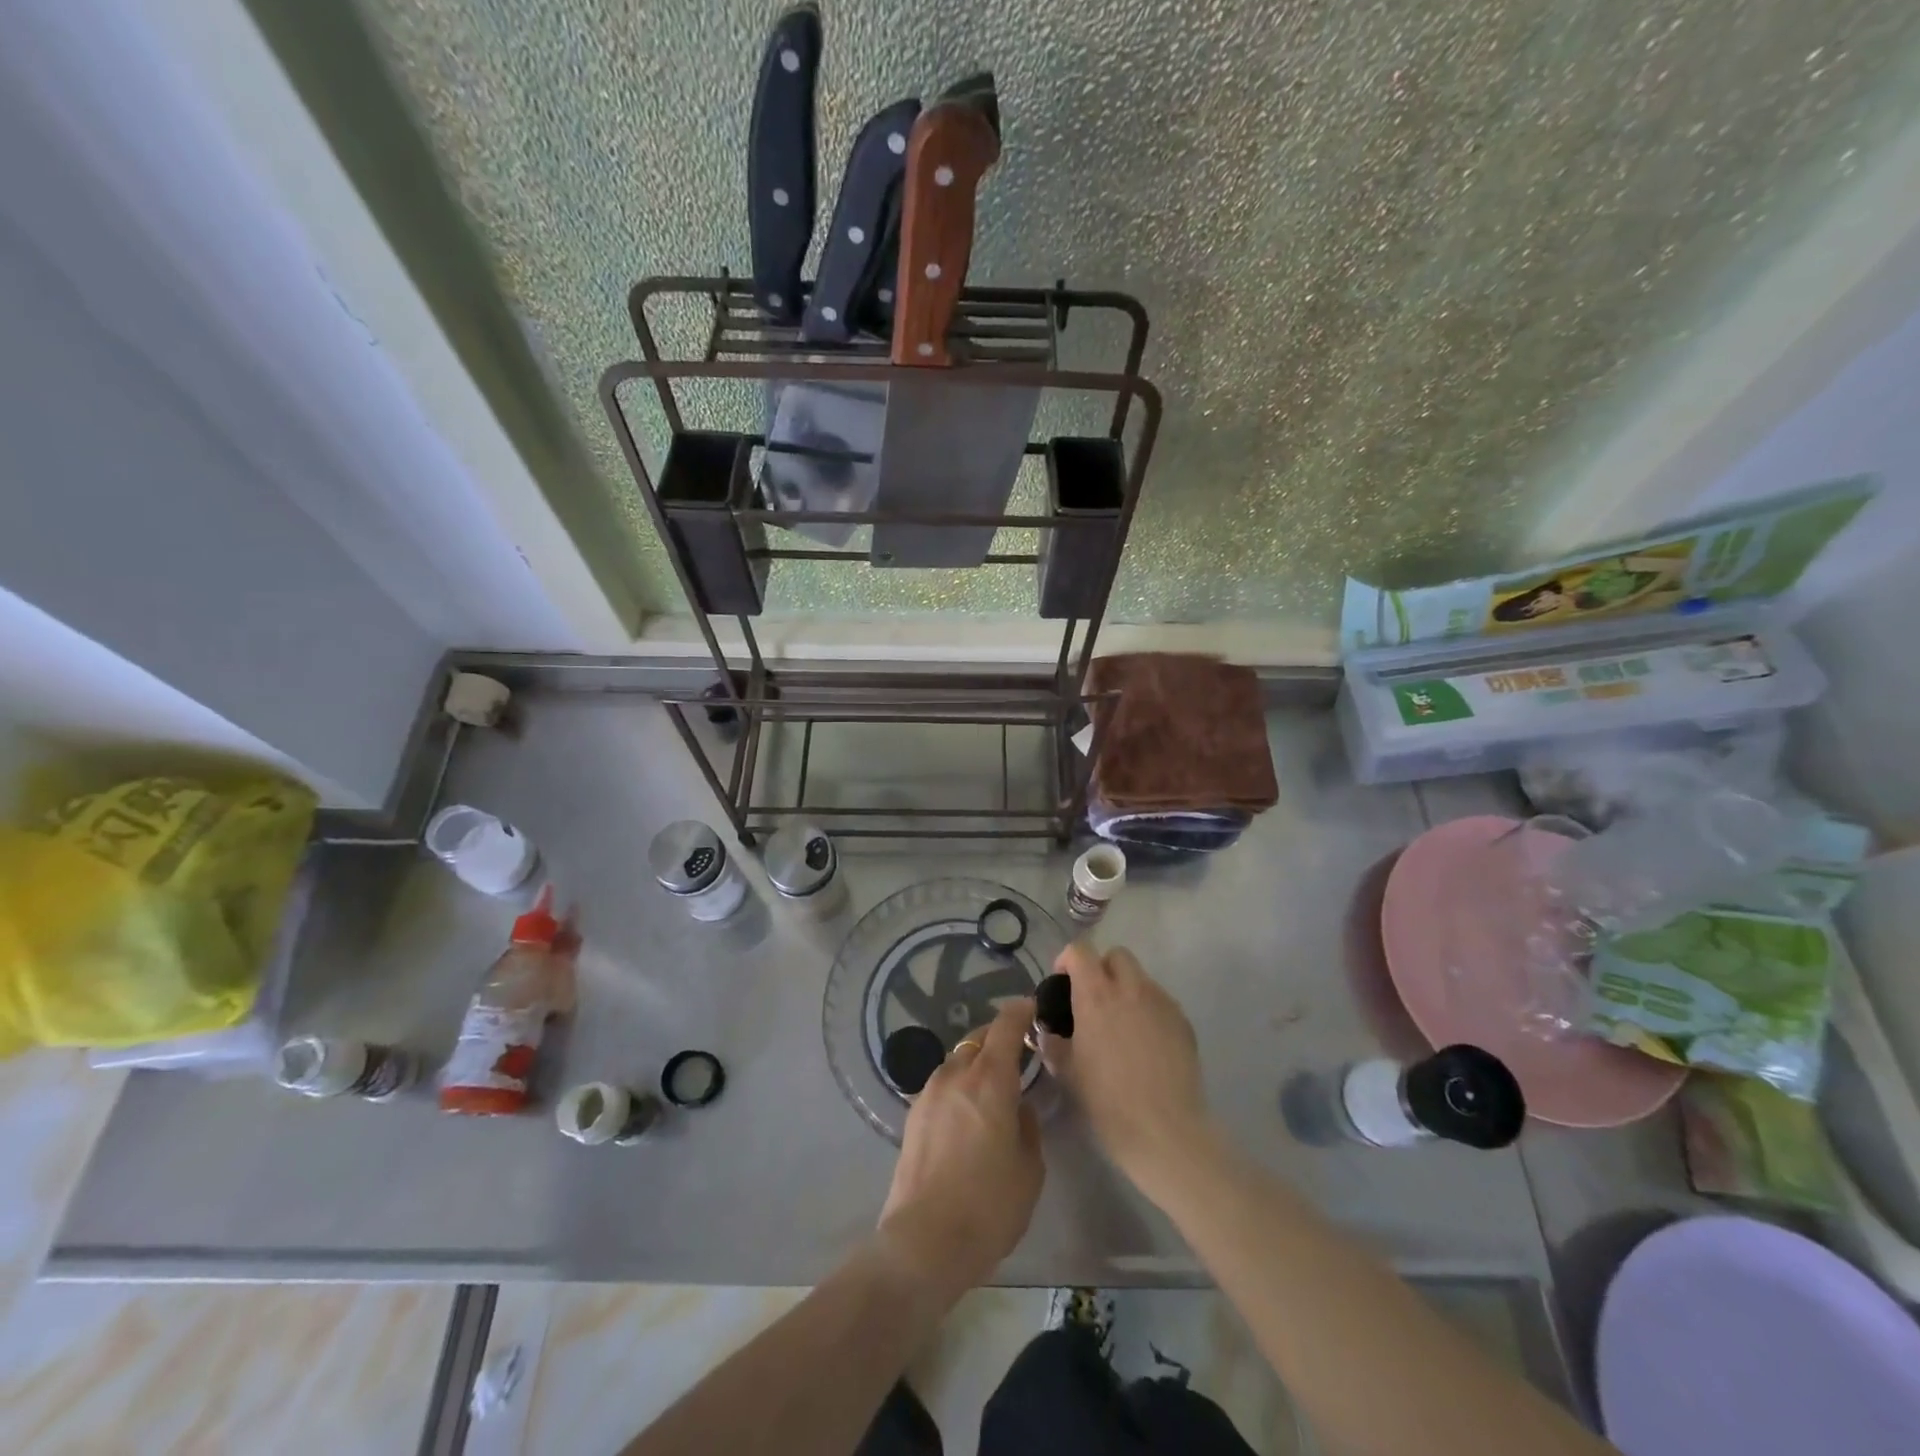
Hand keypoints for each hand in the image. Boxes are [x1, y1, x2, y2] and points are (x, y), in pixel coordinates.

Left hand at [877, 999, 1043, 1302]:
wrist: (923, 1242)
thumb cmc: (988, 1206)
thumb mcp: (1029, 1169)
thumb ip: (1027, 1126)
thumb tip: (1016, 1107)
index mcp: (990, 1079)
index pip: (1006, 1026)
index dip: (1021, 1011)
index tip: (1032, 1007)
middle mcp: (957, 1073)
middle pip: (979, 1038)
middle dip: (999, 1038)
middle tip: (1019, 1055)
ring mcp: (930, 1092)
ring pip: (958, 1059)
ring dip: (977, 1062)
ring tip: (993, 1087)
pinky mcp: (913, 1113)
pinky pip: (943, 1083)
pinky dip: (959, 1084)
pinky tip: (968, 1113)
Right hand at [1041, 944, 1211, 1194]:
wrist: (1166, 1132)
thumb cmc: (1108, 1102)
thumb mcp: (1068, 1072)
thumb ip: (1053, 1043)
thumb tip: (1048, 1031)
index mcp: (1096, 995)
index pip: (1080, 951)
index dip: (1067, 960)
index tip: (1062, 983)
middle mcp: (1131, 988)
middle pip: (1116, 955)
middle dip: (1102, 969)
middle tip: (1093, 1000)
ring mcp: (1161, 1002)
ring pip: (1141, 978)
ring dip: (1126, 989)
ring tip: (1120, 1025)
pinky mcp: (1183, 1021)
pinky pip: (1160, 1002)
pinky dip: (1148, 1010)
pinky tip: (1144, 1045)